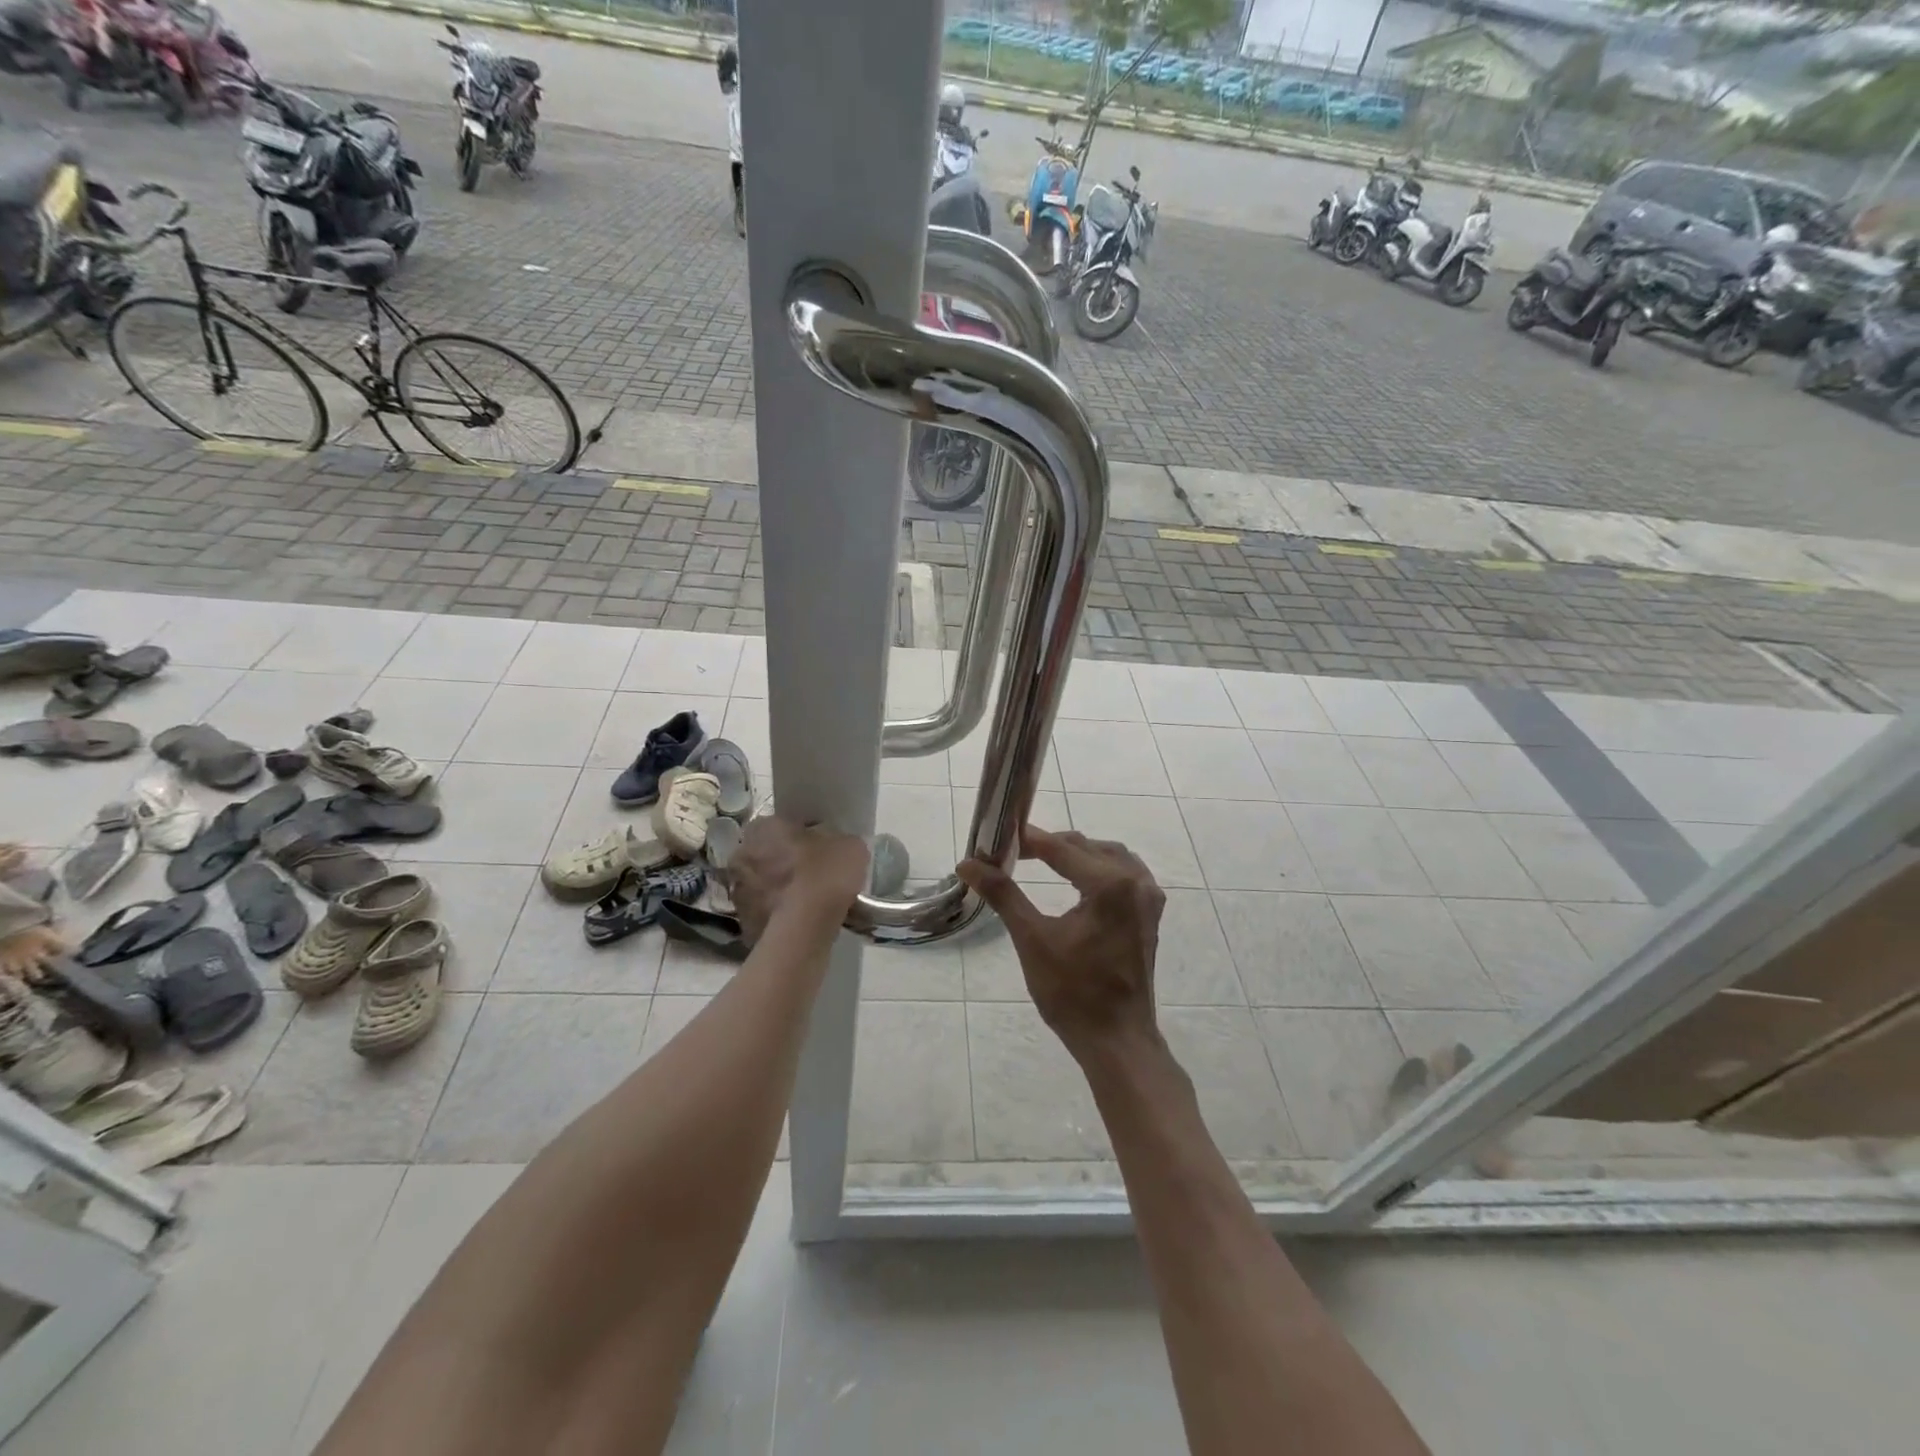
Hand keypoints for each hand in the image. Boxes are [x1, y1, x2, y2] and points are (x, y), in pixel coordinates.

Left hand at [728, 815, 868, 944]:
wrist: (804, 928)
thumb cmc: (824, 874)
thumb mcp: (850, 846)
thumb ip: (838, 842)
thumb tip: (836, 848)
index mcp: (764, 826)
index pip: (785, 824)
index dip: (805, 836)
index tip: (822, 849)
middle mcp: (742, 853)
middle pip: (768, 853)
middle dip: (786, 862)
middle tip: (813, 875)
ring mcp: (737, 890)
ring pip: (763, 883)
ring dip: (779, 889)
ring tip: (808, 902)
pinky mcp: (742, 922)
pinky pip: (764, 911)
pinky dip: (778, 914)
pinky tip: (800, 921)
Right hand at [957, 827, 1164, 1062]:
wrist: (1117, 1040)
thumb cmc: (1072, 993)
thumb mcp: (1032, 939)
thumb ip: (1003, 894)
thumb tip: (967, 864)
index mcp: (1111, 884)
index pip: (1062, 848)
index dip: (1029, 840)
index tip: (999, 837)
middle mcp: (1136, 882)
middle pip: (1087, 848)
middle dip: (1051, 846)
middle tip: (1014, 853)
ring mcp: (1148, 898)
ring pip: (1109, 857)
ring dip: (1077, 855)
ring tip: (1042, 860)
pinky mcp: (1150, 915)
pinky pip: (1124, 874)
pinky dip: (1098, 869)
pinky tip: (1078, 880)